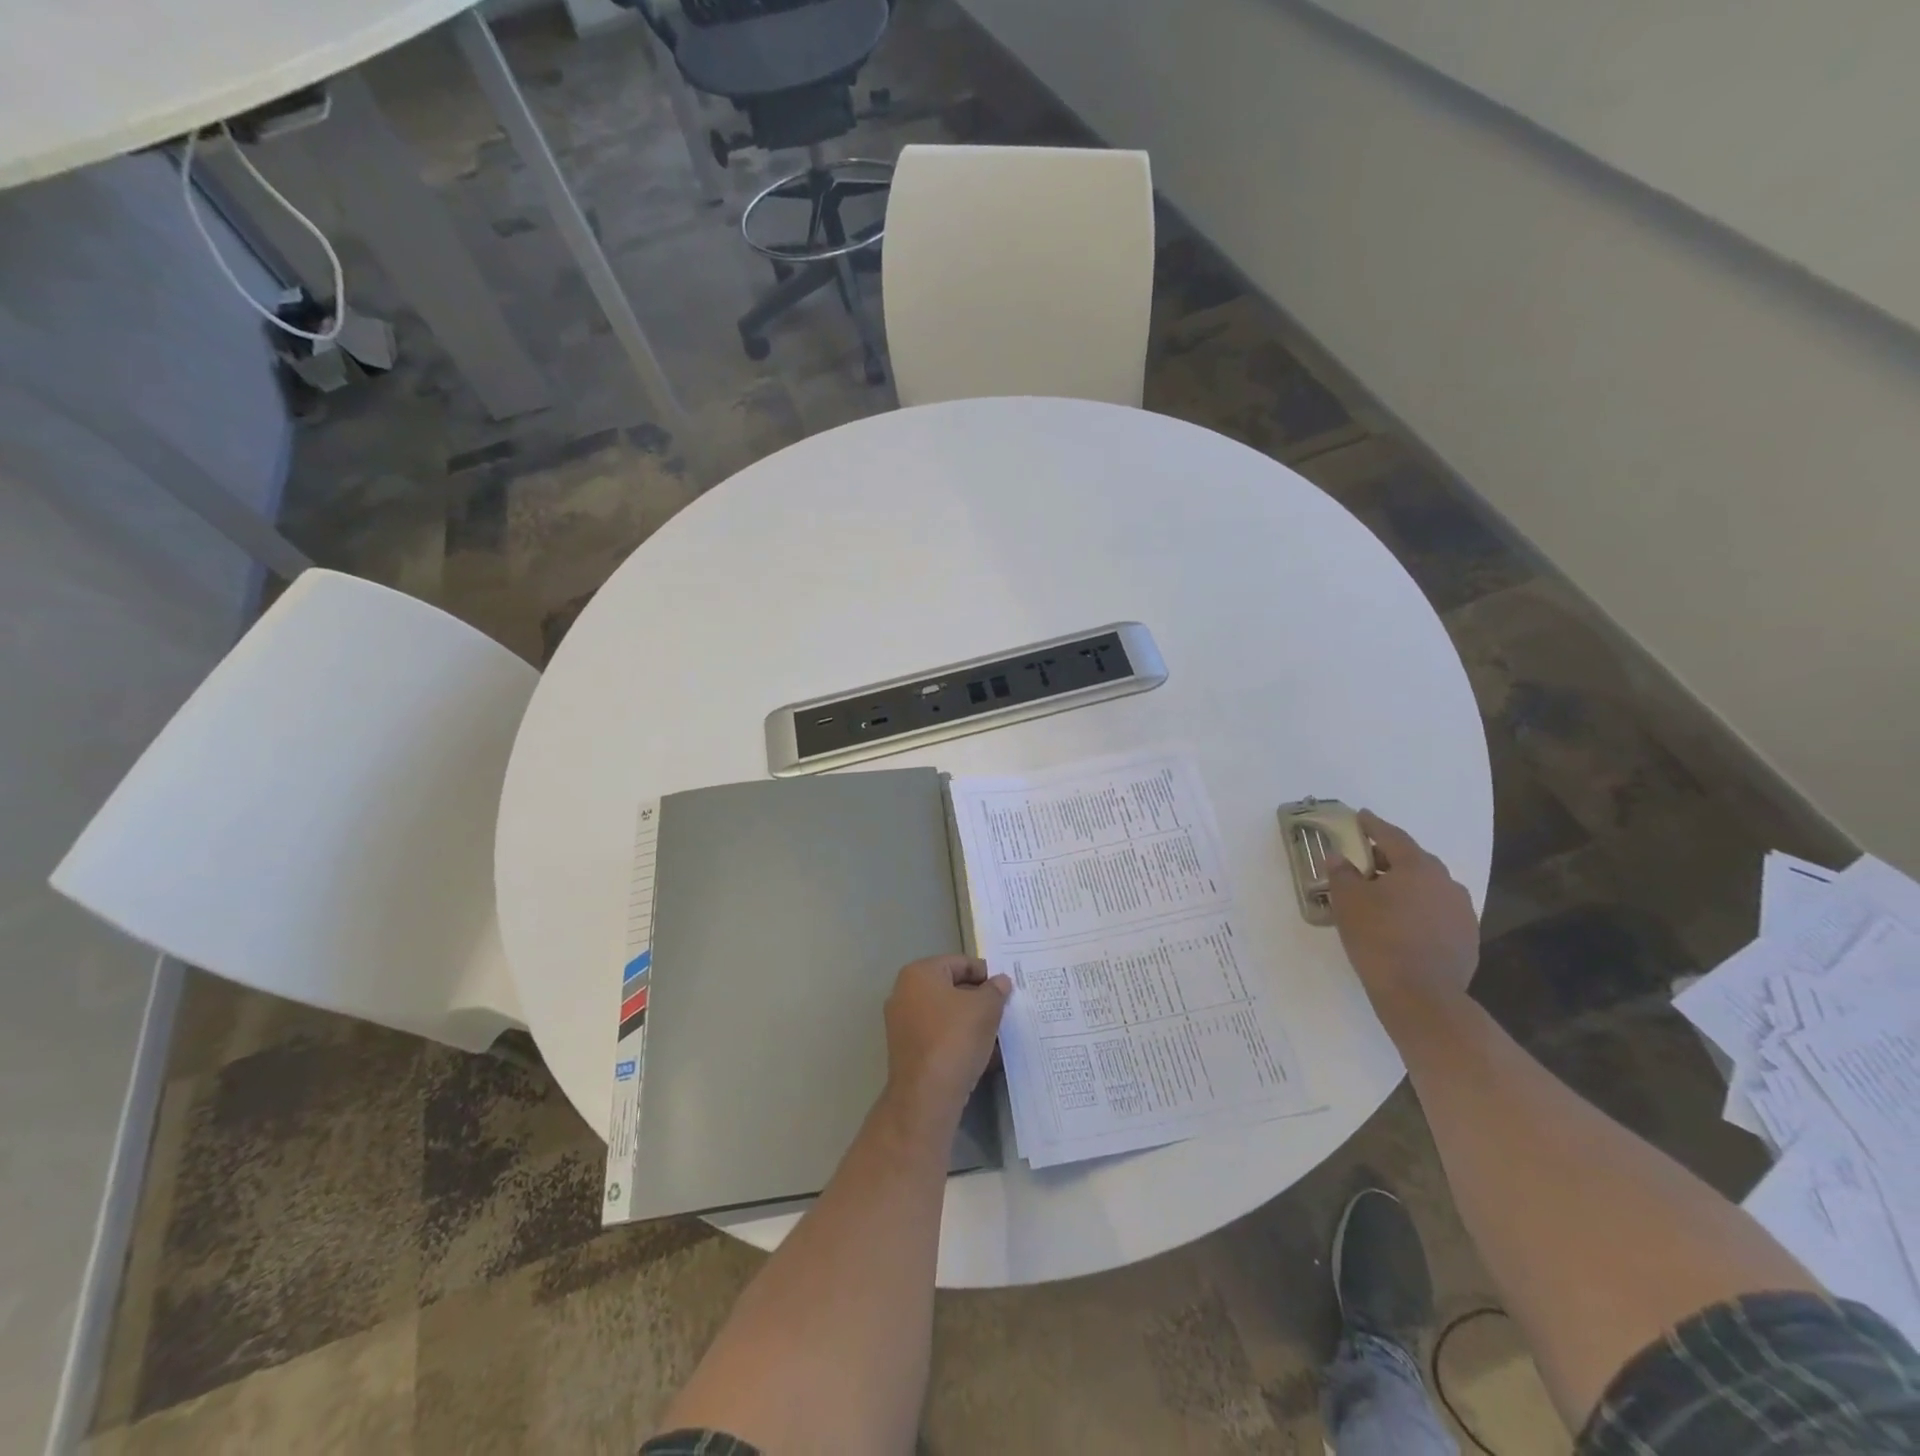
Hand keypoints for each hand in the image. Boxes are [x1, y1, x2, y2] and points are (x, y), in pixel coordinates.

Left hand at [881, 955, 1011, 1129]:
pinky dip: (959, 1041)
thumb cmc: (955, 1038)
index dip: (986, 974)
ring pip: (946, 1015)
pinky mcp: (907, 1050)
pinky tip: (983, 1056)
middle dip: (979, 1000)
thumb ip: (996, 990)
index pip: (960, 963)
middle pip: (951, 988)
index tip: (1006, 990)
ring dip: (972, 1022)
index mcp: (919, 973)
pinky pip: (939, 1036)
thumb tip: (1001, 981)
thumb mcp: (985, 1008)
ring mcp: (902, 1023)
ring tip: (997, 1036)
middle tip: (1003, 1011)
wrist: (927, 1095)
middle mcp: (904, 993)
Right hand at [1326, 810, 1479, 1013]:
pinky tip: (1403, 923)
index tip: (1361, 816)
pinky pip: (1438, 911)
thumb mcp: (1348, 902)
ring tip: (1384, 895)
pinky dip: (1419, 908)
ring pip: (1428, 887)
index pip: (1392, 836)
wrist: (1422, 995)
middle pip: (1414, 860)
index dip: (1373, 825)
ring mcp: (1462, 911)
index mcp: (1417, 867)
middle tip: (1366, 860)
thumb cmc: (1379, 939)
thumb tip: (1338, 856)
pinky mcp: (1467, 937)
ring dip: (1406, 885)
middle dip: (1389, 857)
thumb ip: (1342, 873)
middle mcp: (1446, 882)